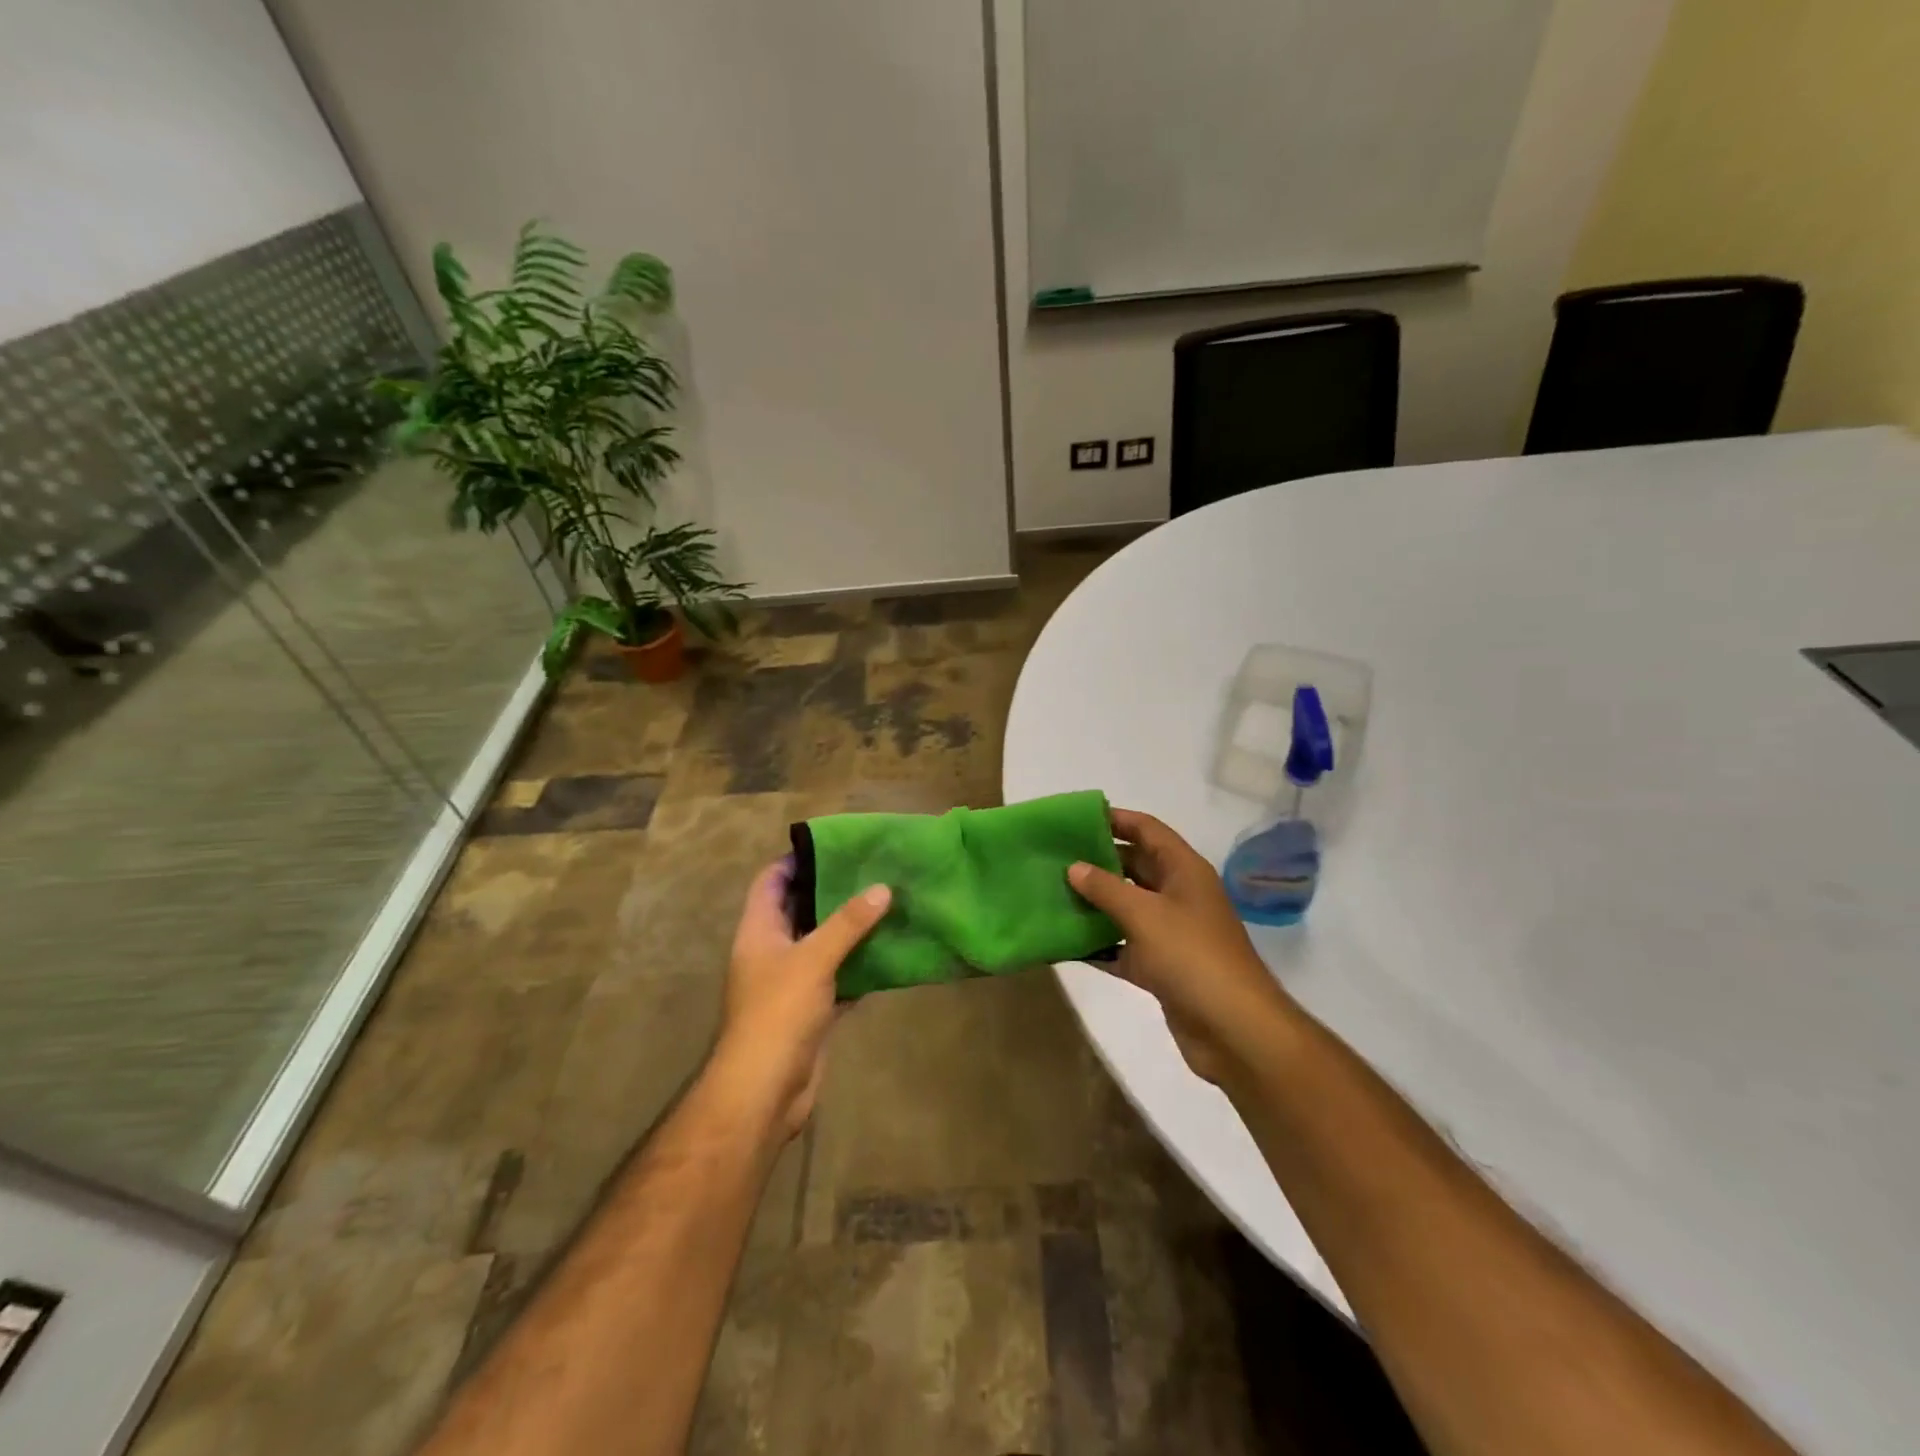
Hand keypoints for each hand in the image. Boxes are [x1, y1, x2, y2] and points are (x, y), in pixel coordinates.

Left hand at [714, 857, 890, 1140]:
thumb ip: (848, 923)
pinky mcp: (812, 1011)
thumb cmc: (778, 1013)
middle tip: (871, 871)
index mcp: (758, 932)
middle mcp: (772, 952)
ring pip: (823, 945)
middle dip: (831, 892)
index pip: (770, 882)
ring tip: (887, 903)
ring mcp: (791, 983)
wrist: (765, 1091)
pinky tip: (890, 953)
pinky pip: (839, 978)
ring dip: (850, 930)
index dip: (794, 861)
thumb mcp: (813, 958)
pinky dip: (860, 966)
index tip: (833, 846)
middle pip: (800, 911)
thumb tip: (882, 887)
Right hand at [1068, 809, 1297, 1083]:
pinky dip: (1099, 945)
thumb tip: (1074, 867)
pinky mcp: (1161, 968)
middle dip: (1098, 861)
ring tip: (1052, 894)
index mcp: (1184, 871)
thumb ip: (1106, 888)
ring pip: (1126, 908)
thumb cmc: (1192, 956)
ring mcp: (1171, 933)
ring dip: (1094, 903)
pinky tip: (1064, 943)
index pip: (1148, 830)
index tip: (1076, 818)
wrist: (1234, 1030)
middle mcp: (1179, 895)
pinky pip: (1123, 947)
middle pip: (1135, 867)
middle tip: (1055, 858)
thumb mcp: (1144, 915)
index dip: (1116, 819)